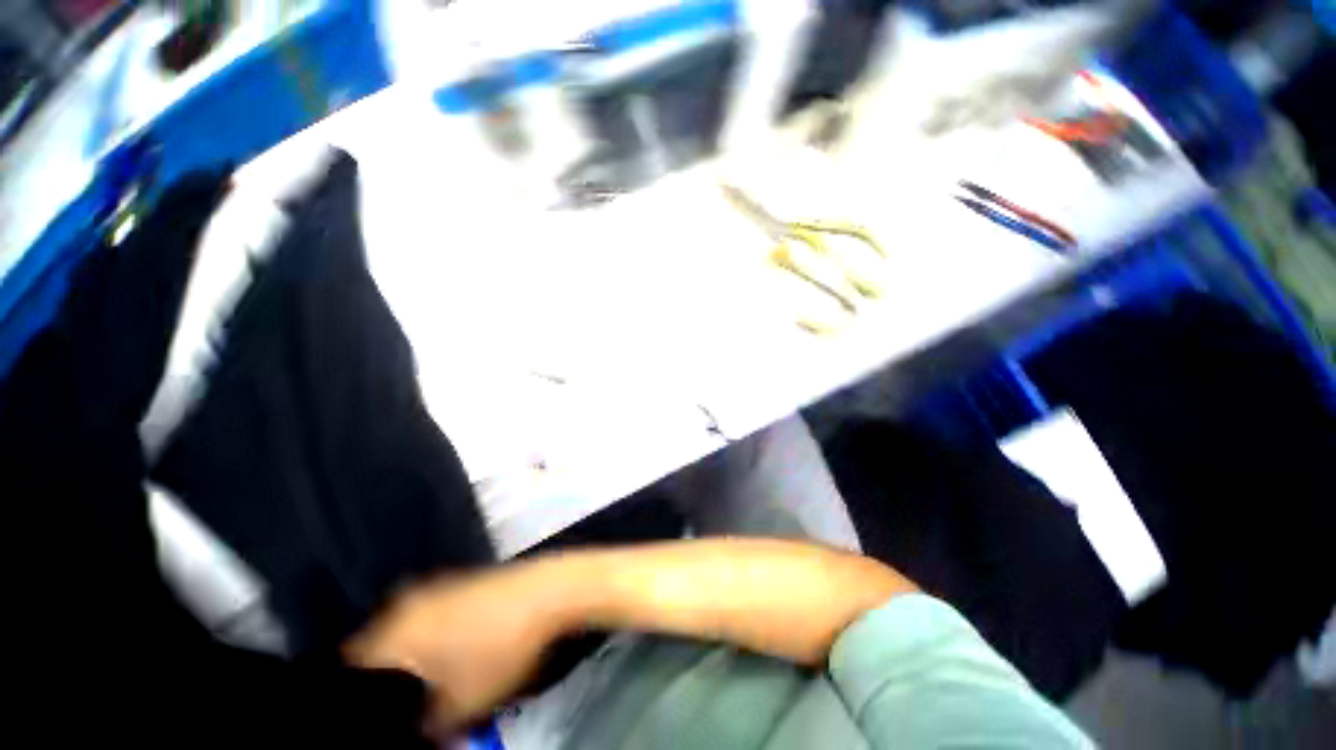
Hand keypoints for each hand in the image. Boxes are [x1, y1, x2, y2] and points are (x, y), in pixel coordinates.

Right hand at [346, 563, 569, 732]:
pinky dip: (433, 634)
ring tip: (428, 679)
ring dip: (410, 653)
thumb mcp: (461, 706)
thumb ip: (427, 728)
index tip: (372, 708)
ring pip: (406, 627)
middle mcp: (410, 602)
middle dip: (384, 674)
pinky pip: (432, 613)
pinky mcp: (464, 580)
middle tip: (401, 698)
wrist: (549, 592)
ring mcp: (440, 586)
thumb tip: (420, 731)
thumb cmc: (500, 649)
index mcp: (396, 631)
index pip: (352, 662)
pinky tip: (453, 650)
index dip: (355, 690)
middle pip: (378, 644)